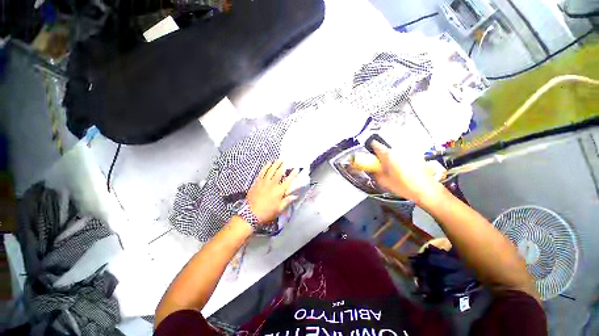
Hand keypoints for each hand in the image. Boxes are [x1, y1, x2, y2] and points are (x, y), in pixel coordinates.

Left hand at [246, 161, 298, 223]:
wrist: (250, 214)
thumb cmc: (267, 213)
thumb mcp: (279, 209)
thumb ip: (287, 201)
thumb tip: (295, 196)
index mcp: (279, 191)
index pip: (288, 180)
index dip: (293, 174)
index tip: (296, 169)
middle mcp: (272, 184)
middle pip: (279, 172)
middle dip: (283, 165)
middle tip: (285, 161)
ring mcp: (264, 182)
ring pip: (270, 170)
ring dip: (275, 164)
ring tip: (278, 160)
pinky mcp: (257, 182)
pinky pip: (262, 172)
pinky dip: (265, 167)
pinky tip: (267, 164)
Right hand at [369, 140, 443, 204]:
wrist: (426, 189)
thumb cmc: (403, 186)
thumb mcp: (383, 181)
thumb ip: (374, 172)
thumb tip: (372, 168)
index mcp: (388, 154)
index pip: (375, 144)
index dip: (371, 148)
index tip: (372, 155)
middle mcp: (398, 149)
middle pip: (386, 147)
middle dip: (383, 154)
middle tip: (383, 163)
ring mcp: (409, 150)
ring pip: (396, 150)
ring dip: (393, 155)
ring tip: (395, 166)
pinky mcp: (418, 153)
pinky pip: (405, 152)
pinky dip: (402, 157)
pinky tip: (405, 167)